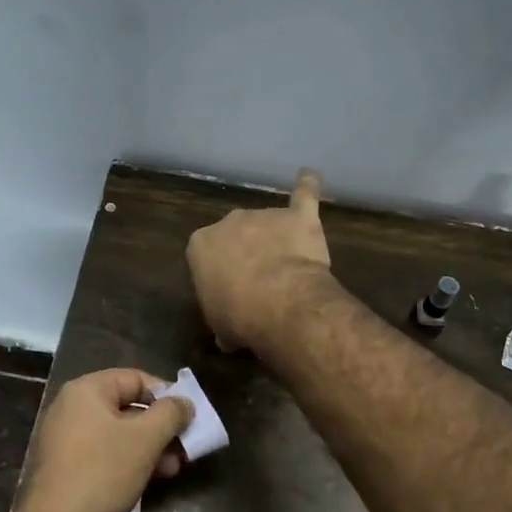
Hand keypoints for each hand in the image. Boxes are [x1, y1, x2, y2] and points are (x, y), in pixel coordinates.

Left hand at [12, 368, 193, 511]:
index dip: (166, 394)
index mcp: (86, 390)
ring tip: (174, 468)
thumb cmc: (102, 473)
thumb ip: (170, 414)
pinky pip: (104, 454)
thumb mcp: (145, 439)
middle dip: (160, 427)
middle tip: (185, 446)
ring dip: (149, 447)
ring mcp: (65, 440)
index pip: (135, 378)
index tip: (188, 415)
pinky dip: (129, 461)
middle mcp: (71, 408)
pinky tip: (150, 480)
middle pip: (127, 407)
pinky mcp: (65, 469)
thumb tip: (184, 402)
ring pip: (118, 434)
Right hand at [185, 167, 332, 350]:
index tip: (232, 291)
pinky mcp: (298, 216)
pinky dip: (307, 186)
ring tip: (290, 268)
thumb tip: (228, 335)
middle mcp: (229, 221)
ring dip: (277, 239)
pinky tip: (310, 176)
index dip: (221, 272)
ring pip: (269, 223)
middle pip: (237, 234)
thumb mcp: (218, 324)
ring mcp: (264, 215)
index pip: (207, 254)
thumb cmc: (239, 316)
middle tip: (261, 280)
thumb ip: (222, 315)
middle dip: (247, 251)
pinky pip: (304, 194)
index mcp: (201, 244)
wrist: (279, 302)